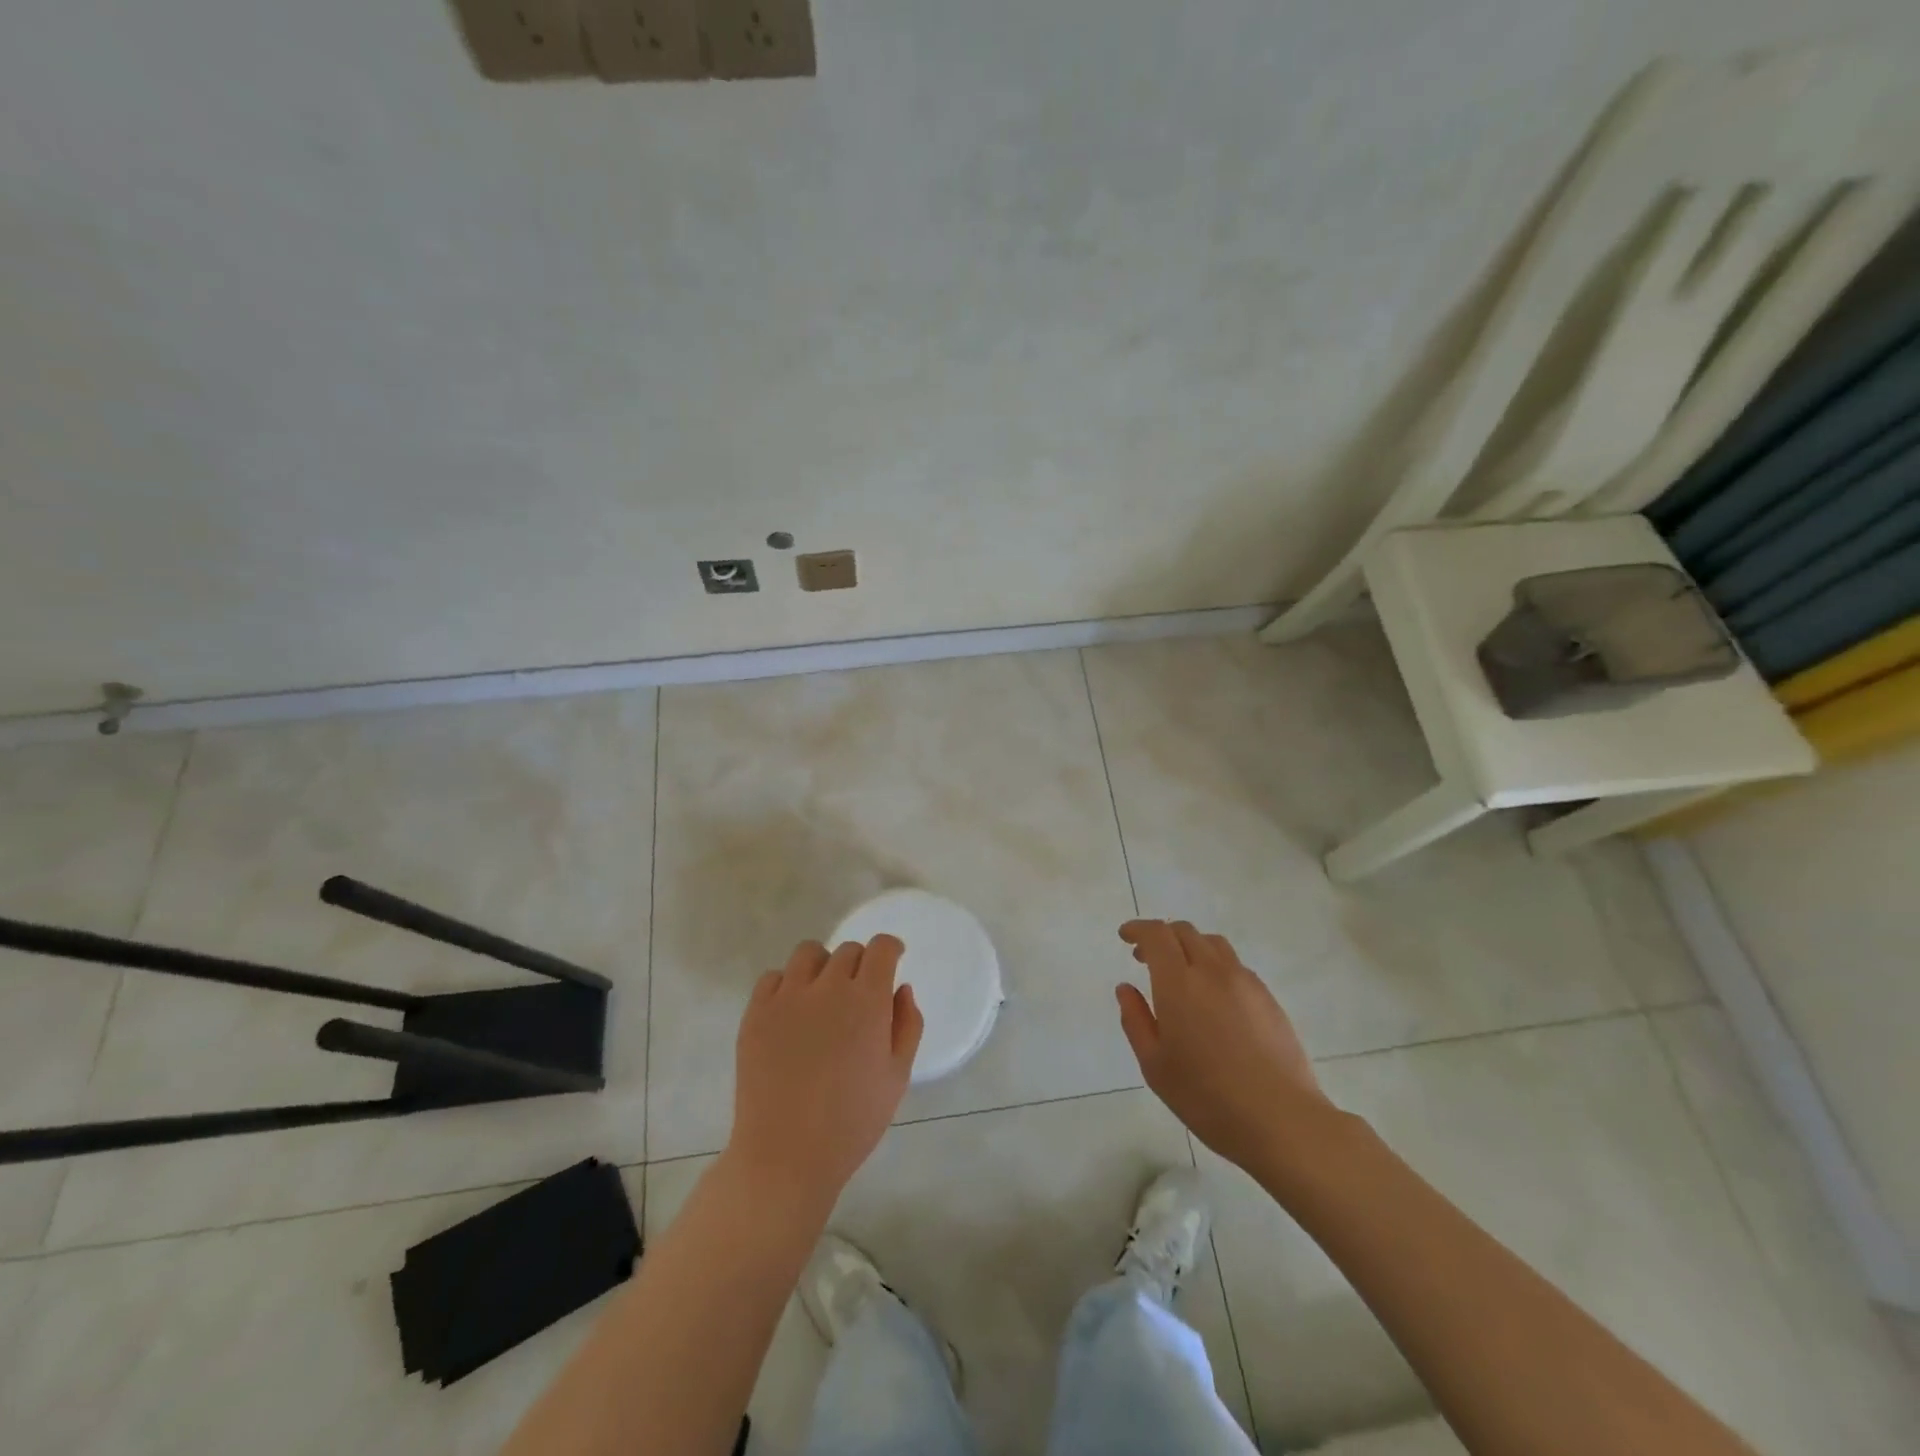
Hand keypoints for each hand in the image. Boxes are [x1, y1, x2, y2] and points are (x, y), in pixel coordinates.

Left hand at [728, 937, 923, 1214]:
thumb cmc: (852, 1121)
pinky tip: (792, 1012)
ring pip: (808, 954)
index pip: (880, 948)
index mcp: (867, 1000)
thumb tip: (901, 988)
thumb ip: (907, 1025)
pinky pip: (773, 978)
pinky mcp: (756, 1013)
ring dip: (823, 966)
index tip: (893, 958)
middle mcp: (828, 987)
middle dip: (860, 964)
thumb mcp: (897, 1077)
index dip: (889, 948)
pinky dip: (787, 985)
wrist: (786, 1155)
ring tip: (823, 995)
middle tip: (859, 995)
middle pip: (848, 951)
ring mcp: (787, 997)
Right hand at [1116, 920, 1332, 1173]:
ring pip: (1213, 944)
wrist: (1281, 1120)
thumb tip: (1126, 989)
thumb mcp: (1155, 1065)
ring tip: (1181, 974)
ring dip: (1190, 946)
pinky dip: (1215, 966)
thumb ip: (1135, 1020)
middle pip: (1185, 931)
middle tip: (1146, 958)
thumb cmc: (1206, 1097)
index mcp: (1179, 983)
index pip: (1156, 934)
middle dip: (1162, 936)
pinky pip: (1235, 966)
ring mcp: (1245, 982)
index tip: (1125, 937)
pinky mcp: (1268, 998)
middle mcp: (1212, 971)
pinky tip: (1213, 998)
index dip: (1138, 928)